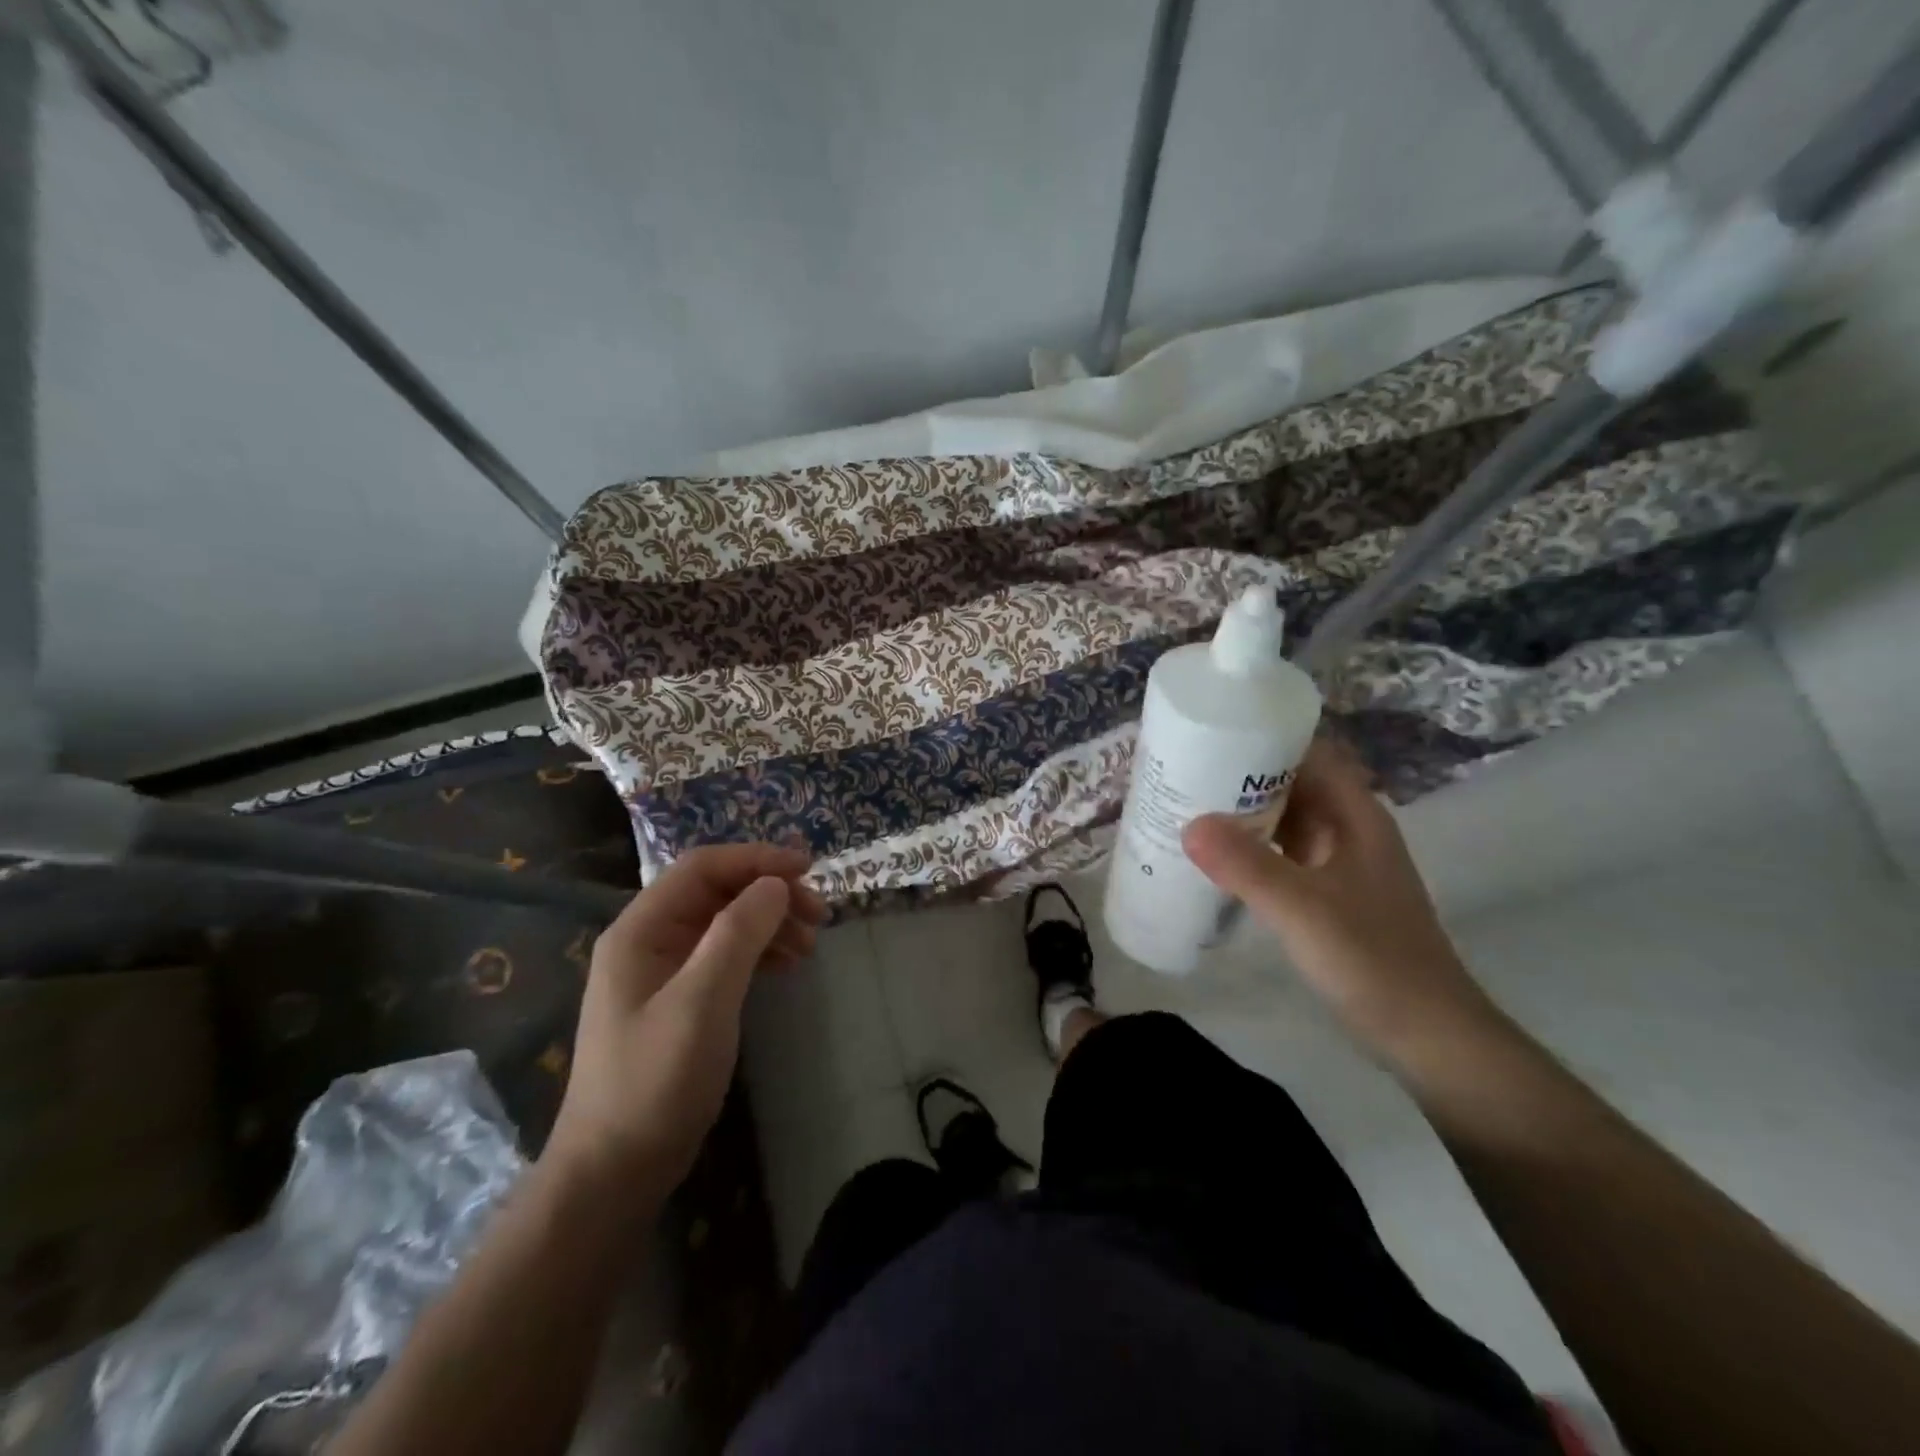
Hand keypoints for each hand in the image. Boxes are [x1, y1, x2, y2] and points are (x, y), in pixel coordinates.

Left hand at [546, 844, 826, 1205]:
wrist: (614, 1170)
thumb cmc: (655, 1080)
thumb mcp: (703, 1001)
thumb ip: (738, 934)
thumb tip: (775, 884)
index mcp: (641, 929)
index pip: (703, 867)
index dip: (757, 859)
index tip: (808, 869)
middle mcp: (648, 939)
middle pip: (716, 892)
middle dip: (769, 894)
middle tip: (819, 915)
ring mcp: (662, 971)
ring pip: (724, 923)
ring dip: (769, 923)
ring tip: (811, 944)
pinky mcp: (677, 999)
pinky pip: (724, 955)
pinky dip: (759, 952)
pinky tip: (786, 966)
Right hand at [1182, 737, 1499, 1062]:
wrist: (1428, 1036)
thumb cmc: (1373, 960)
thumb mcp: (1303, 910)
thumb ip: (1247, 867)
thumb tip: (1188, 824)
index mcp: (1355, 816)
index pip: (1309, 752)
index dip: (1264, 736)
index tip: (1210, 734)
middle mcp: (1348, 830)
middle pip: (1292, 783)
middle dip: (1241, 774)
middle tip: (1182, 771)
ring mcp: (1339, 864)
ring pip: (1286, 820)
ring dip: (1243, 812)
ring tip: (1186, 806)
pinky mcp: (1328, 896)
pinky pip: (1282, 854)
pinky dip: (1251, 848)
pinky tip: (1214, 858)